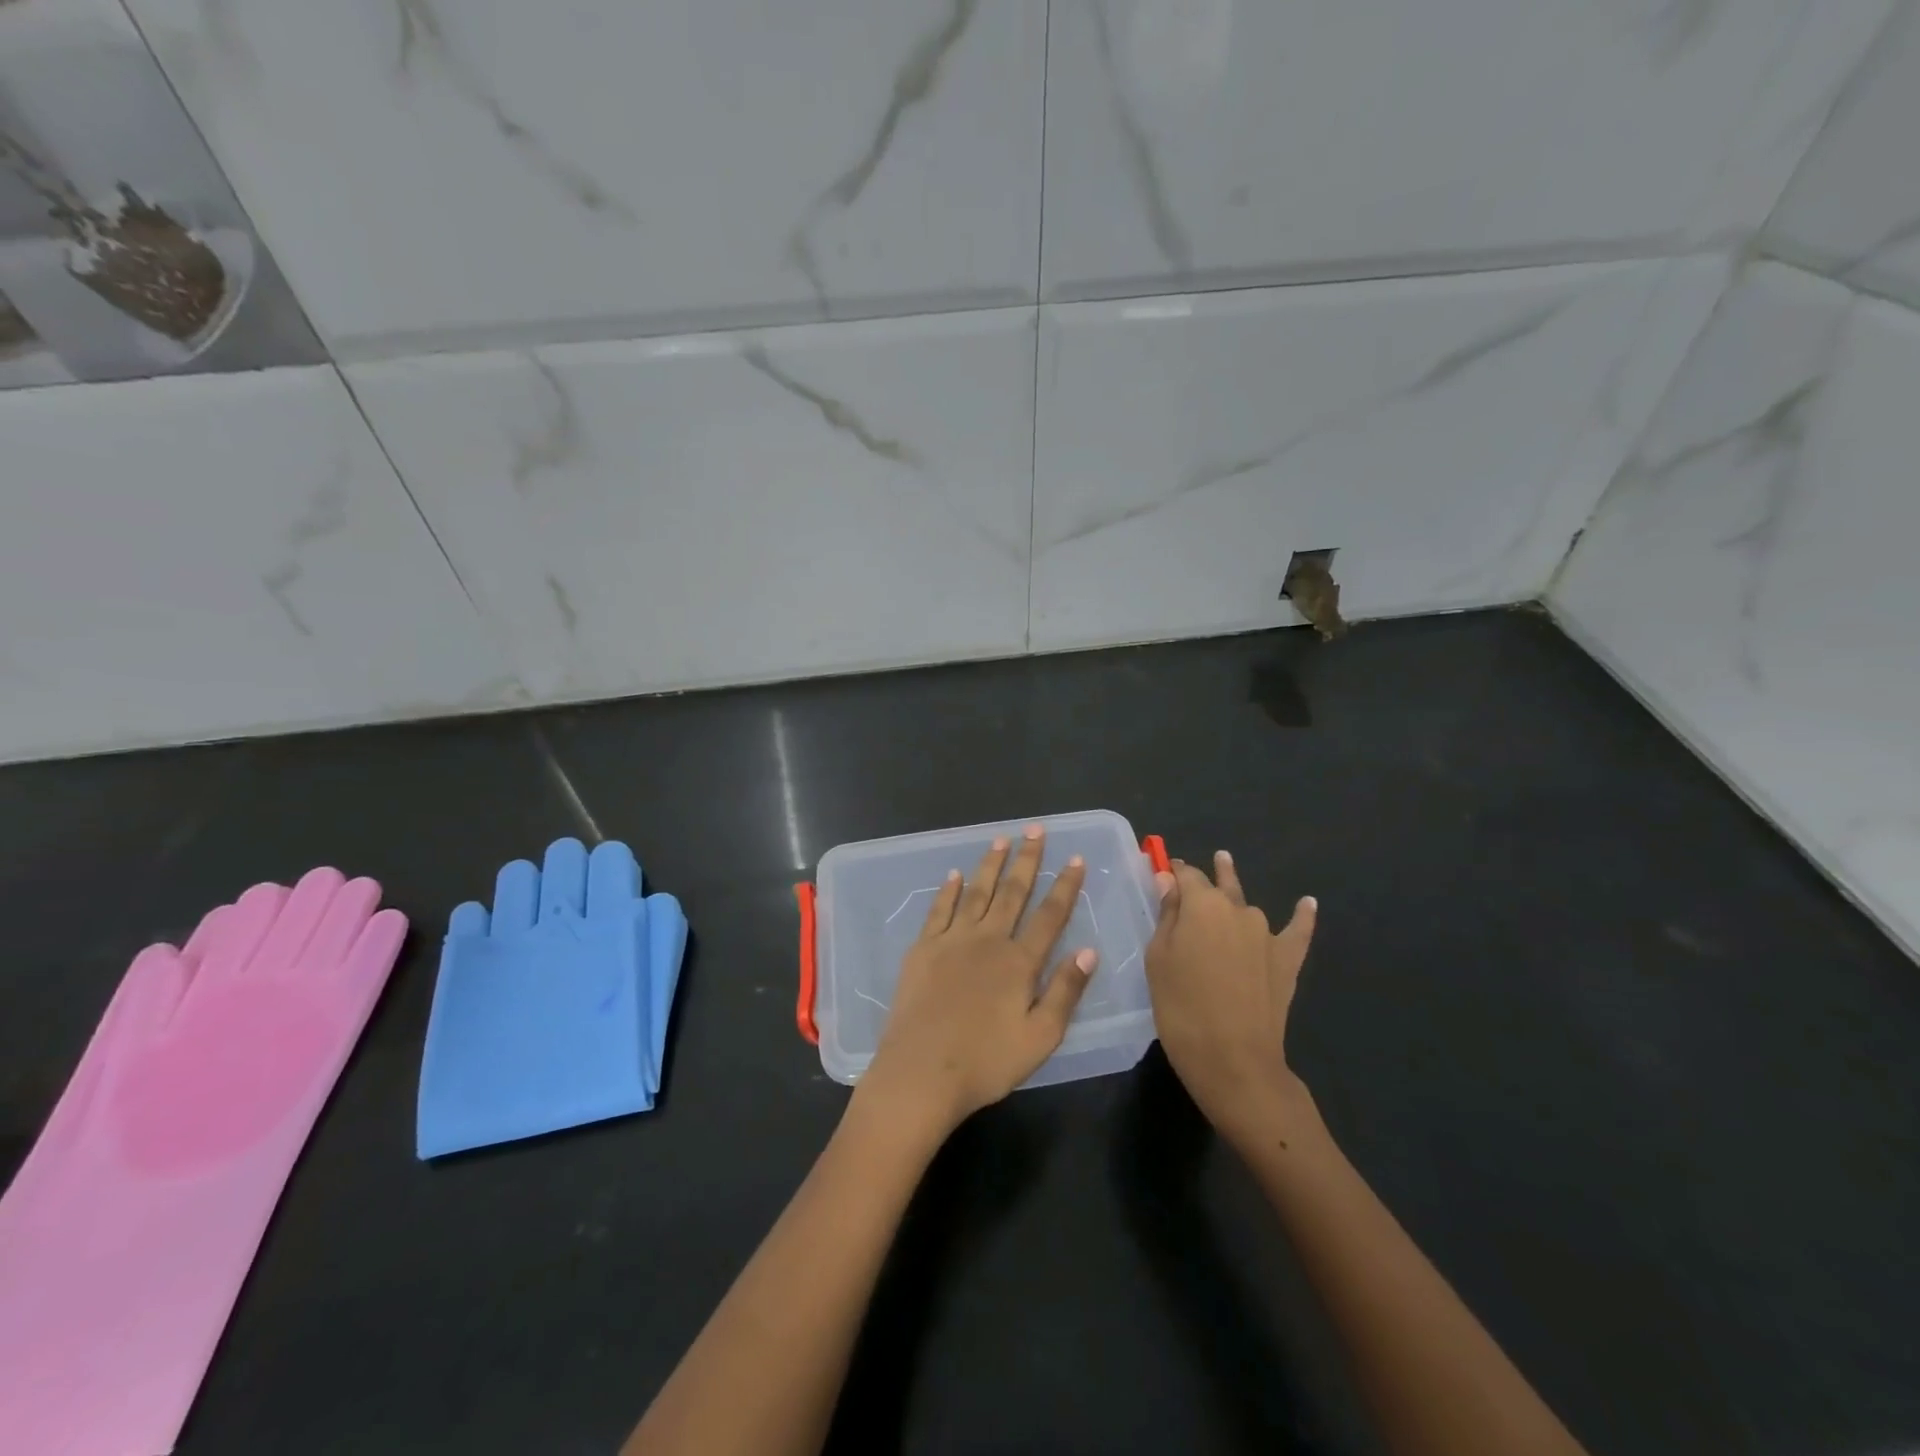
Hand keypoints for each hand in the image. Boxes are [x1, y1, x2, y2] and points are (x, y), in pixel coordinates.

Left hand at [856, 826, 1097, 1139]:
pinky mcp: (923, 949)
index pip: (1049, 915)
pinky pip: (939, 910)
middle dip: (1027, 860)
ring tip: (1001, 840)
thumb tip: (1088, 950)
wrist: (920, 1073)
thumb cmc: (986, 1063)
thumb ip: (1065, 991)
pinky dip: (948, 890)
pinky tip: (954, 875)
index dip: (1065, 886)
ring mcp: (952, 941)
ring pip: (976, 893)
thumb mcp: (1040, 1037)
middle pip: (1012, 893)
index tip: (1075, 859)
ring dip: (990, 865)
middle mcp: (988, 940)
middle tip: (1035, 830)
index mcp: (1019, 962)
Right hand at [1145, 852, 1317, 1144]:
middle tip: (1193, 872)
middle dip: (1207, 876)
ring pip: (1247, 908)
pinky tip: (1308, 903)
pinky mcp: (1287, 960)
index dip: (1173, 871)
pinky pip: (1298, 931)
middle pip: (1219, 886)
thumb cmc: (1181, 1006)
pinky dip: (1302, 916)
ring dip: (1236, 901)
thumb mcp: (1159, 958)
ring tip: (1228, 888)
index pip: (1186, 875)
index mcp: (1202, 904)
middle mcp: (1238, 909)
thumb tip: (1170, 881)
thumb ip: (1167, 916)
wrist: (1234, 1060)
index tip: (1162, 871)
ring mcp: (1267, 934)